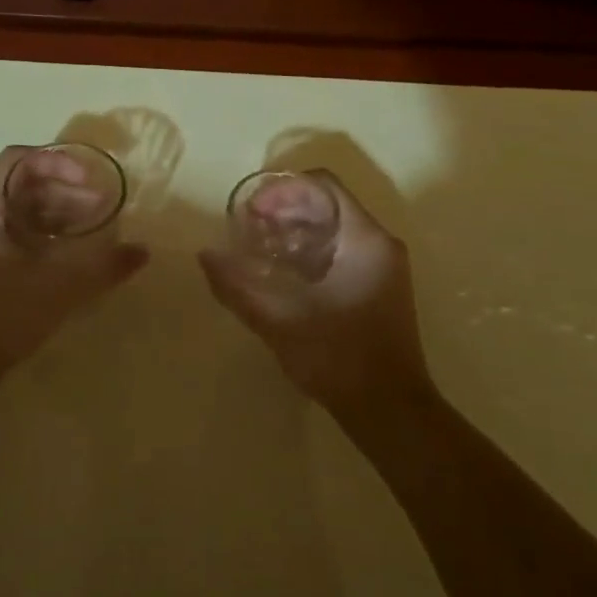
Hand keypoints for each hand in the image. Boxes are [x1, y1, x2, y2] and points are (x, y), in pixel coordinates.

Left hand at [0, 146, 148, 388]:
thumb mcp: (56, 285)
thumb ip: (102, 265)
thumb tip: (141, 251)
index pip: (22, 159)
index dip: (60, 163)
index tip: (91, 183)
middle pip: (25, 185)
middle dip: (68, 192)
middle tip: (104, 208)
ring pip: (24, 214)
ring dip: (61, 216)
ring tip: (96, 232)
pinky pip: (20, 238)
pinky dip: (49, 239)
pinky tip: (74, 259)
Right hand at [199, 170, 430, 415]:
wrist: (390, 412)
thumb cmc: (339, 358)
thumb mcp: (280, 320)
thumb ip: (238, 286)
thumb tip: (205, 255)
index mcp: (364, 239)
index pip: (323, 184)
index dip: (283, 188)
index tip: (253, 211)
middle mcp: (379, 243)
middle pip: (328, 202)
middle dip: (285, 208)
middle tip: (249, 227)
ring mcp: (383, 265)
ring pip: (334, 225)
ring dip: (295, 228)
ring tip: (259, 246)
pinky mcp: (379, 286)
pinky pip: (341, 248)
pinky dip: (310, 248)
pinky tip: (282, 271)